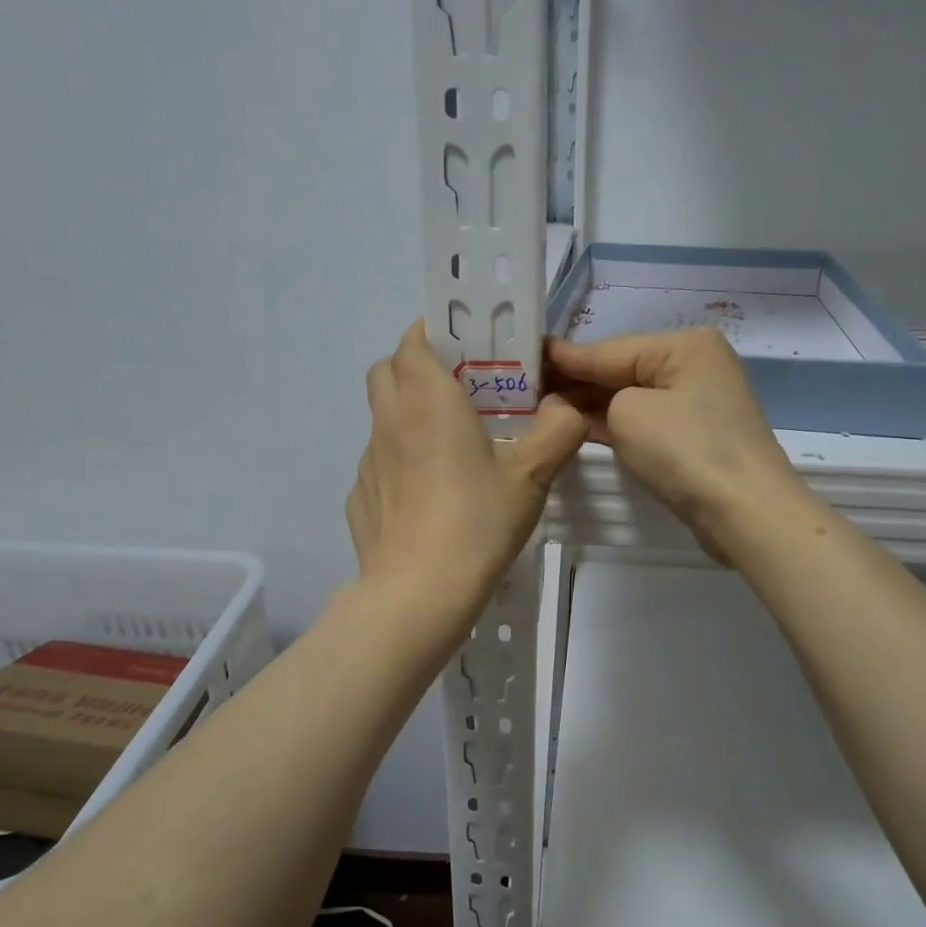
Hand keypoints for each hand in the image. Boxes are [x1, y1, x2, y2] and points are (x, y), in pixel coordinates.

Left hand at [348, 321, 585, 618]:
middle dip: (415, 366)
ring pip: (382, 417)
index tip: (465, 348)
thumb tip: (567, 408)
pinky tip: (427, 497)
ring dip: (407, 416)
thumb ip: (557, 431)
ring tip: (447, 450)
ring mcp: (368, 460)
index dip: (434, 333)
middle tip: (457, 392)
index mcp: (428, 400)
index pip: (414, 340)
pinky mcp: (359, 496)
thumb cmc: (477, 522)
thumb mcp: (532, 476)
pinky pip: (379, 463)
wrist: (418, 593)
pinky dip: (399, 462)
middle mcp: (390, 419)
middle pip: (387, 369)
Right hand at [546, 327, 806, 562]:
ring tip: (542, 408)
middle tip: (524, 389)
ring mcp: (698, 403)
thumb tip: (579, 399)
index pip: (610, 348)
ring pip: (632, 398)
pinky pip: (645, 421)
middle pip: (622, 370)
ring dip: (591, 406)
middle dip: (577, 382)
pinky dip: (614, 425)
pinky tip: (579, 427)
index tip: (524, 356)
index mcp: (684, 345)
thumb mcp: (628, 412)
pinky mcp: (696, 436)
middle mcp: (694, 365)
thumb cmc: (685, 450)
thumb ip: (596, 397)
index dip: (565, 358)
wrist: (745, 512)